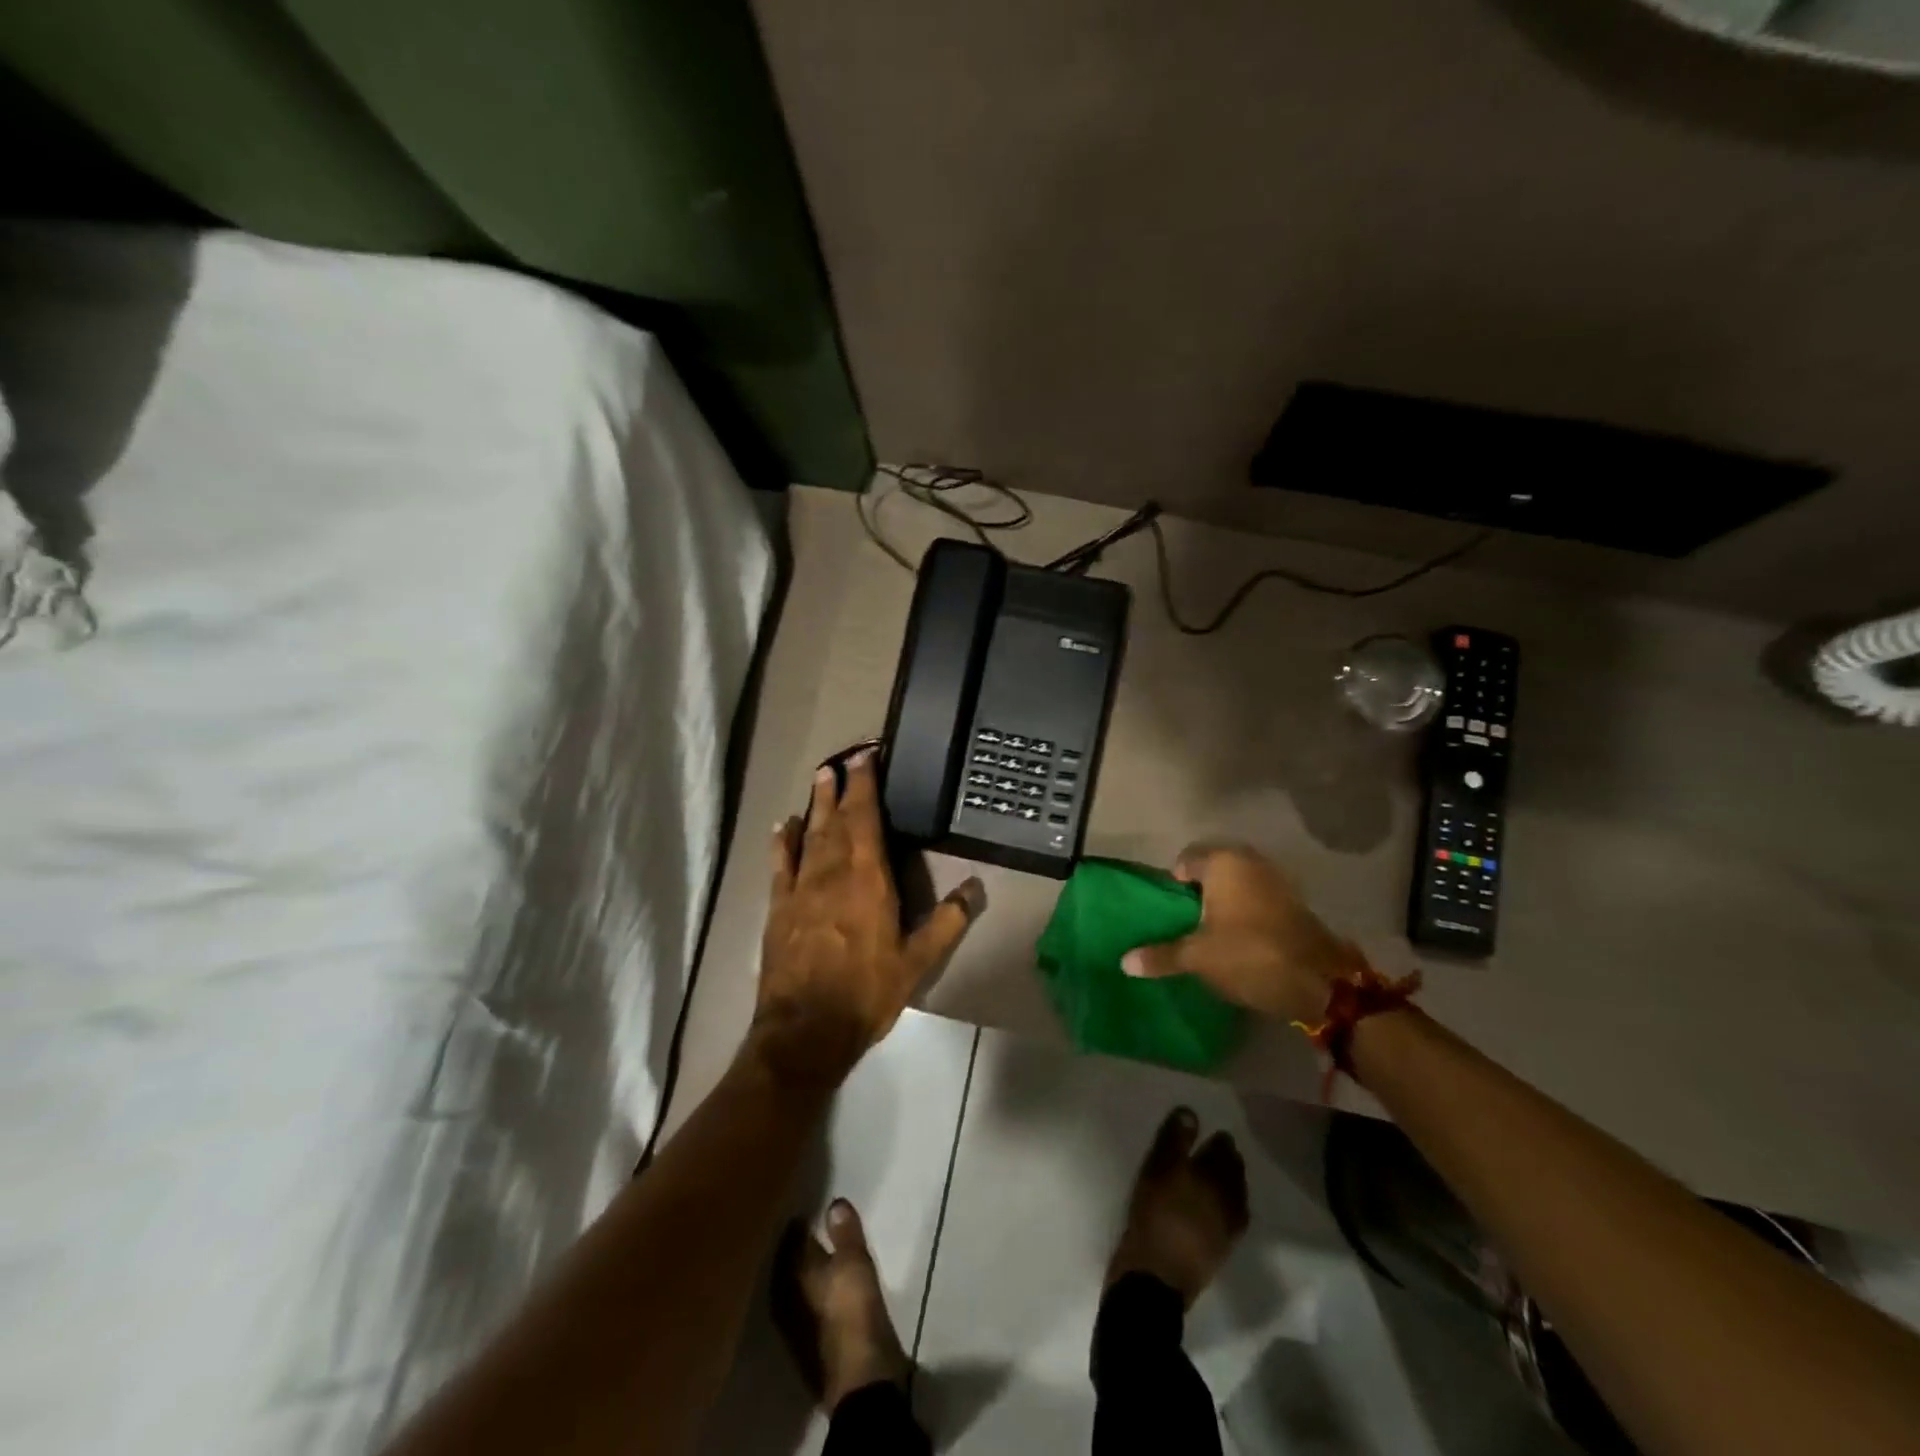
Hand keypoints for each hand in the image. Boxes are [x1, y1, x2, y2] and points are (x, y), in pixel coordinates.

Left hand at [754, 749, 980, 1086]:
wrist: (806, 1029)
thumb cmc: (867, 992)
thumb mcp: (917, 962)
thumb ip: (947, 921)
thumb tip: (976, 887)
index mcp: (868, 878)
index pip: (865, 818)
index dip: (864, 785)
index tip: (865, 757)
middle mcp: (832, 872)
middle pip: (835, 819)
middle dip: (839, 787)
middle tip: (841, 759)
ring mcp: (801, 888)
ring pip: (809, 834)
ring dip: (815, 805)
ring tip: (819, 777)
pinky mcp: (779, 907)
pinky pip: (780, 864)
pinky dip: (782, 841)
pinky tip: (784, 826)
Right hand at [1120, 843, 1353, 1024]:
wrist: (1320, 982)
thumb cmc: (1249, 955)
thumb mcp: (1197, 958)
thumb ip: (1160, 955)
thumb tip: (1124, 961)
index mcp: (1223, 862)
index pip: (1185, 860)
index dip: (1173, 884)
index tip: (1169, 913)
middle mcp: (1250, 861)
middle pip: (1214, 870)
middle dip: (1200, 892)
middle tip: (1186, 923)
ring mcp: (1277, 879)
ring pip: (1238, 884)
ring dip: (1226, 902)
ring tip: (1211, 933)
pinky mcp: (1295, 902)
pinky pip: (1259, 898)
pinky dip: (1247, 912)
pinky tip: (1240, 938)